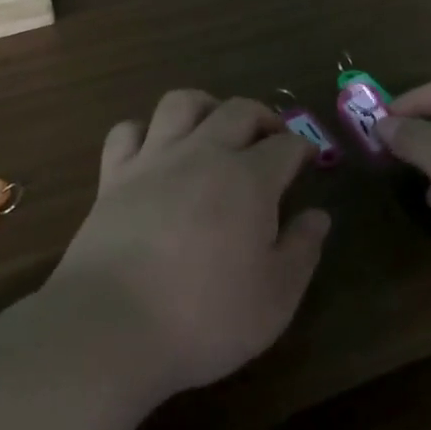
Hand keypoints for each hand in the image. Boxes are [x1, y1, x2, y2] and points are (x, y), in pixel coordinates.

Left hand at [44, 91, 330, 398]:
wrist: (111, 326)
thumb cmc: (205, 317)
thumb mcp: (275, 297)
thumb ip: (302, 250)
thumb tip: (319, 216)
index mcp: (249, 179)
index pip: (286, 146)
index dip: (303, 148)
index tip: (309, 160)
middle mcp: (203, 154)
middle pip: (238, 110)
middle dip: (263, 116)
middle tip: (271, 138)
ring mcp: (153, 160)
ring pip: (181, 103)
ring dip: (205, 106)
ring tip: (214, 126)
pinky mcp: (112, 177)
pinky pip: (127, 131)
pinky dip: (144, 131)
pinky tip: (153, 149)